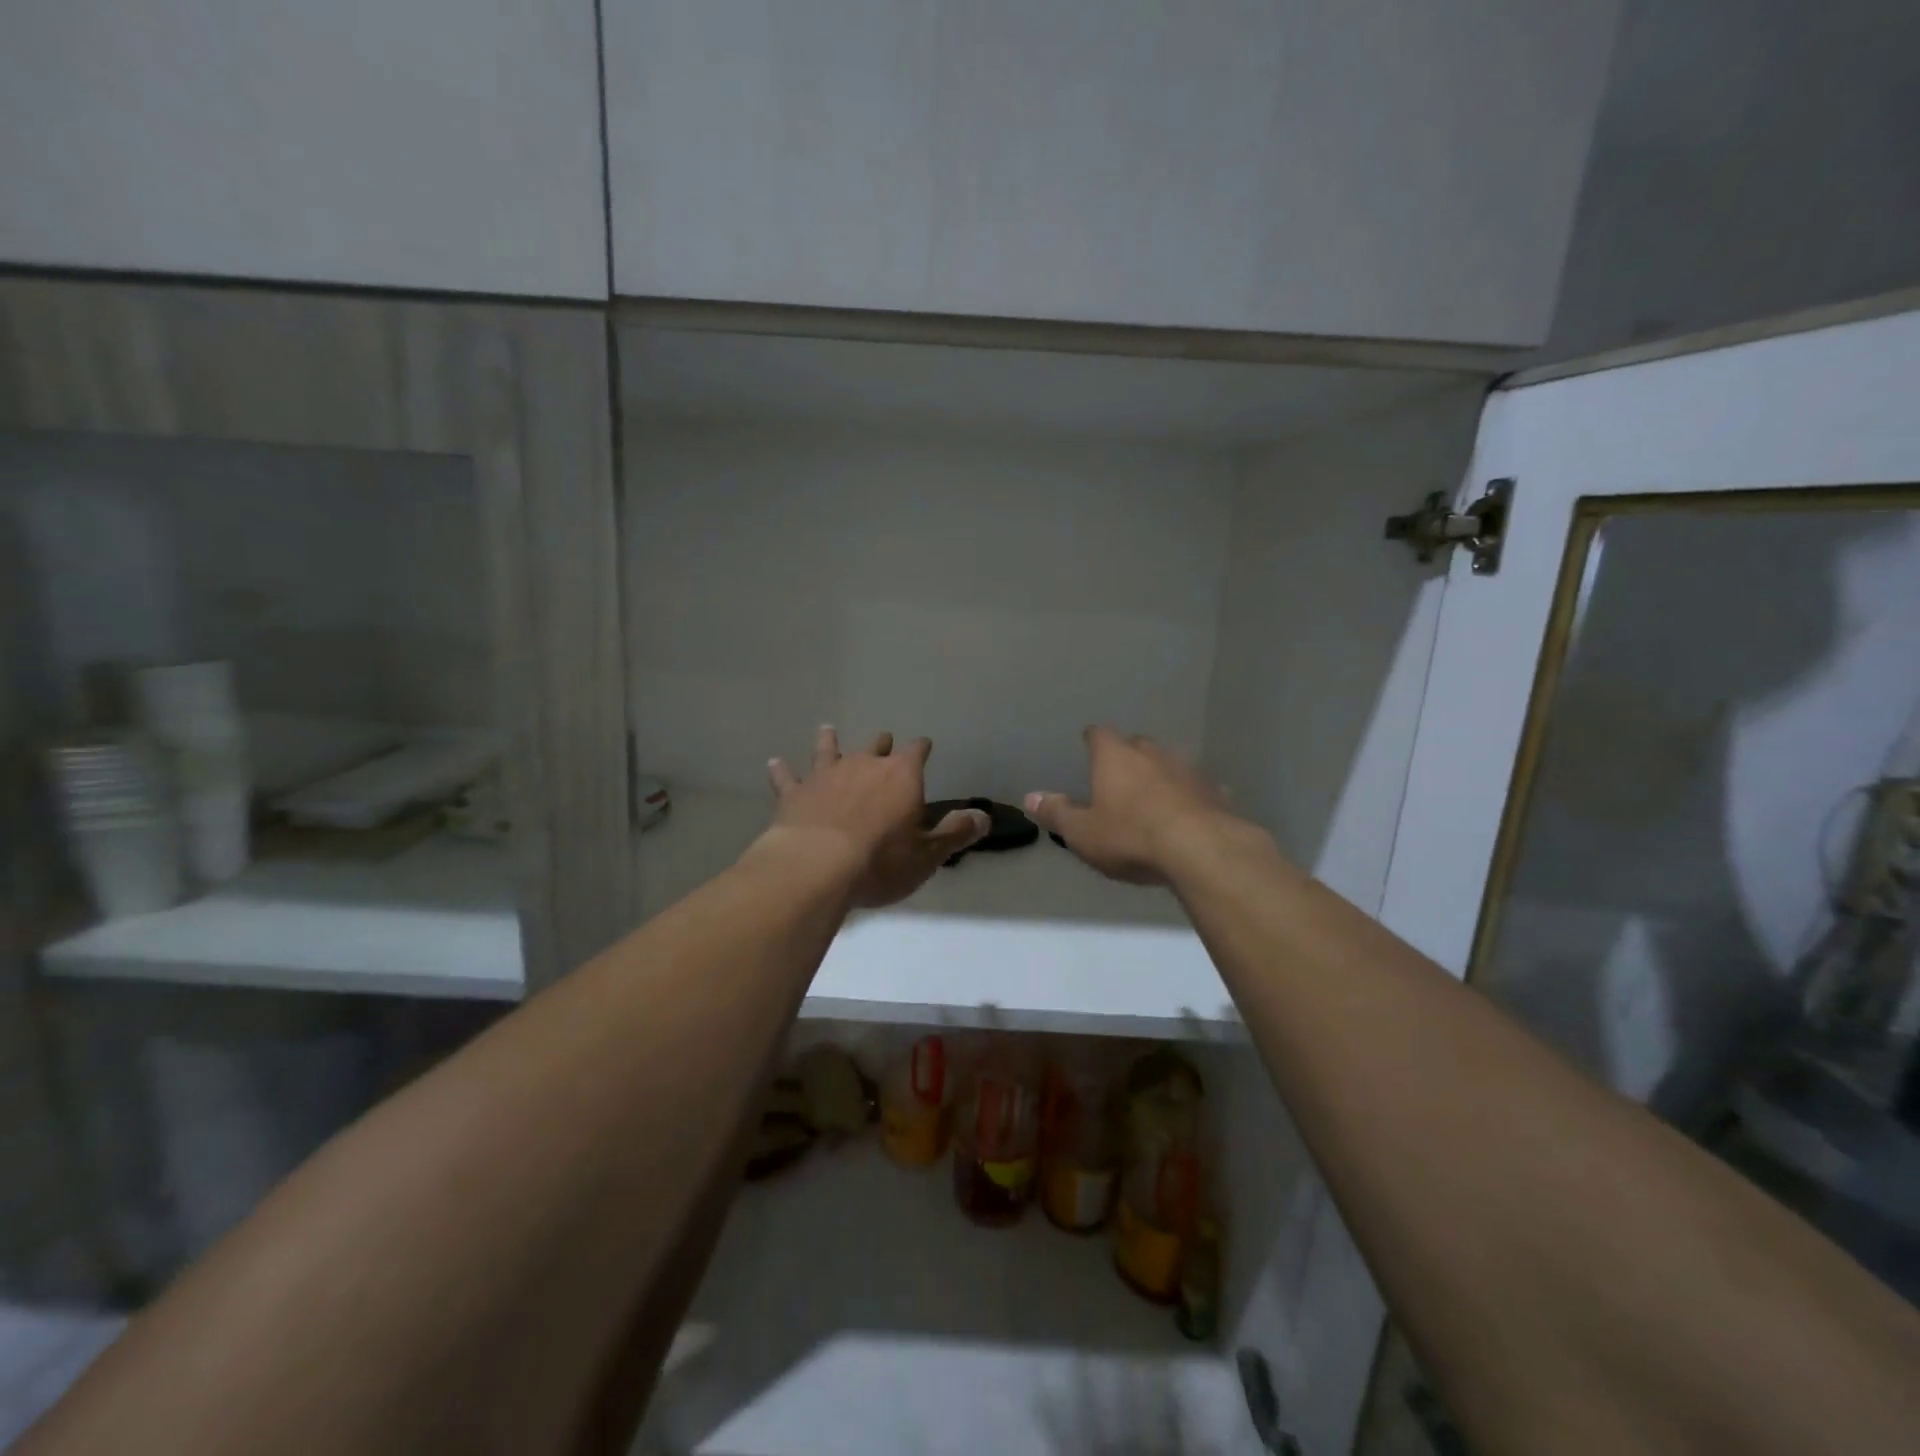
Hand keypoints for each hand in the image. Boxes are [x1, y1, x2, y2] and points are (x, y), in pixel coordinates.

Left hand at [761, 727, 988, 907]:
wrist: (817, 866)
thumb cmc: (881, 861)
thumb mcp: (928, 854)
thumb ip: (956, 833)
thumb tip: (984, 816)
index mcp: (901, 776)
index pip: (917, 752)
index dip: (921, 748)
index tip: (925, 745)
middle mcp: (864, 765)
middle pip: (876, 747)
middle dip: (882, 744)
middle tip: (883, 741)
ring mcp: (825, 775)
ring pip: (829, 750)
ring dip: (830, 742)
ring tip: (828, 729)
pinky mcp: (794, 794)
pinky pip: (787, 777)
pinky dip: (782, 770)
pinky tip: (774, 763)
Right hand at [1025, 726, 1241, 885]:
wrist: (1201, 850)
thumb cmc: (1130, 836)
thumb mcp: (1082, 832)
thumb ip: (1057, 813)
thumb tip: (1029, 797)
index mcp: (1115, 757)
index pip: (1100, 734)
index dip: (1093, 739)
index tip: (1089, 745)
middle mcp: (1152, 753)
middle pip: (1137, 744)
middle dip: (1127, 756)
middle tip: (1118, 776)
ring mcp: (1188, 770)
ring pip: (1170, 763)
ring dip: (1160, 774)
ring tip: (1153, 795)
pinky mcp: (1215, 792)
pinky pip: (1197, 789)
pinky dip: (1189, 796)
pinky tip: (1188, 813)